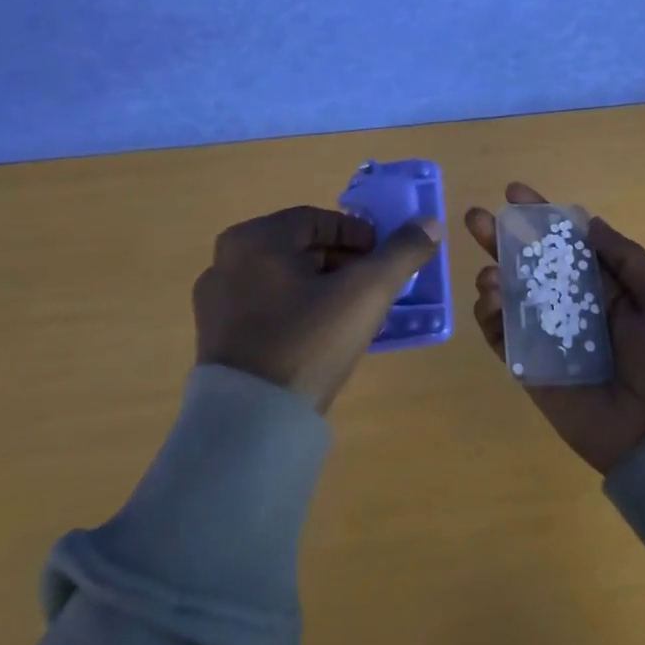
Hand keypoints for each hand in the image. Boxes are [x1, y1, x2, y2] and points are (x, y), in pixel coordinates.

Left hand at [193, 205, 442, 412]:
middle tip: (372, 287)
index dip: (359, 236)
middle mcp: (226, 259)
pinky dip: (294, 310)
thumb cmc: (308, 343)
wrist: (251, 424)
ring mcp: (215, 300)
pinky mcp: (214, 335)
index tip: (384, 260)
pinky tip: (317, 337)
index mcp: (256, 238)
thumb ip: (401, 253)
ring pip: (283, 278)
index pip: (319, 220)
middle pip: (300, 248)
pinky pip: (264, 307)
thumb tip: (430, 223)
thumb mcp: (365, 293)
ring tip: (350, 314)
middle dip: (342, 263)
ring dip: (320, 286)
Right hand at [464, 183, 644, 473]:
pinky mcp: (529, 365)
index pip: (565, 243)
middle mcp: (571, 305)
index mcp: (604, 286)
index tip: (513, 193)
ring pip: (509, 295)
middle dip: (501, 238)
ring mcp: (546, 334)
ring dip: (493, 275)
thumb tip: (588, 222)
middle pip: (529, 264)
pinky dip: (489, 315)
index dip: (539, 217)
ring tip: (490, 273)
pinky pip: (501, 335)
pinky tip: (490, 299)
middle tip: (475, 218)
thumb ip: (627, 258)